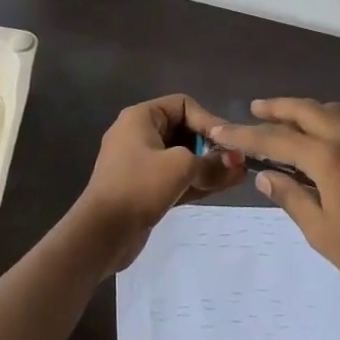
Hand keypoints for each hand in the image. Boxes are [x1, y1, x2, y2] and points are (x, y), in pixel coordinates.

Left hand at [76, 94, 244, 272]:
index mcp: (141, 117)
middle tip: (237, 162)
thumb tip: (237, 162)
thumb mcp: (180, 168)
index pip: (183, 105)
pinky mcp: (144, 188)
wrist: (101, 234)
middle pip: (183, 131)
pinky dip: (196, 181)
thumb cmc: (139, 187)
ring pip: (181, 157)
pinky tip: (222, 187)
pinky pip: (175, 177)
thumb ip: (211, 162)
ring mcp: (140, 163)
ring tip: (238, 176)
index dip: (209, 121)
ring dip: (208, 166)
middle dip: (211, 146)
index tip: (230, 143)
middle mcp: (139, 134)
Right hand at [212, 98, 339, 316]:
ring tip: (283, 120)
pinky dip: (325, 121)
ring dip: (303, 111)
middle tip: (253, 109)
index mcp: (329, 157)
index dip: (245, 135)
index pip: (277, 139)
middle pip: (305, 110)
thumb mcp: (320, 231)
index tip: (220, 129)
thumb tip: (265, 176)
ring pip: (329, 111)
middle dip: (276, 108)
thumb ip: (290, 197)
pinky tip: (318, 139)